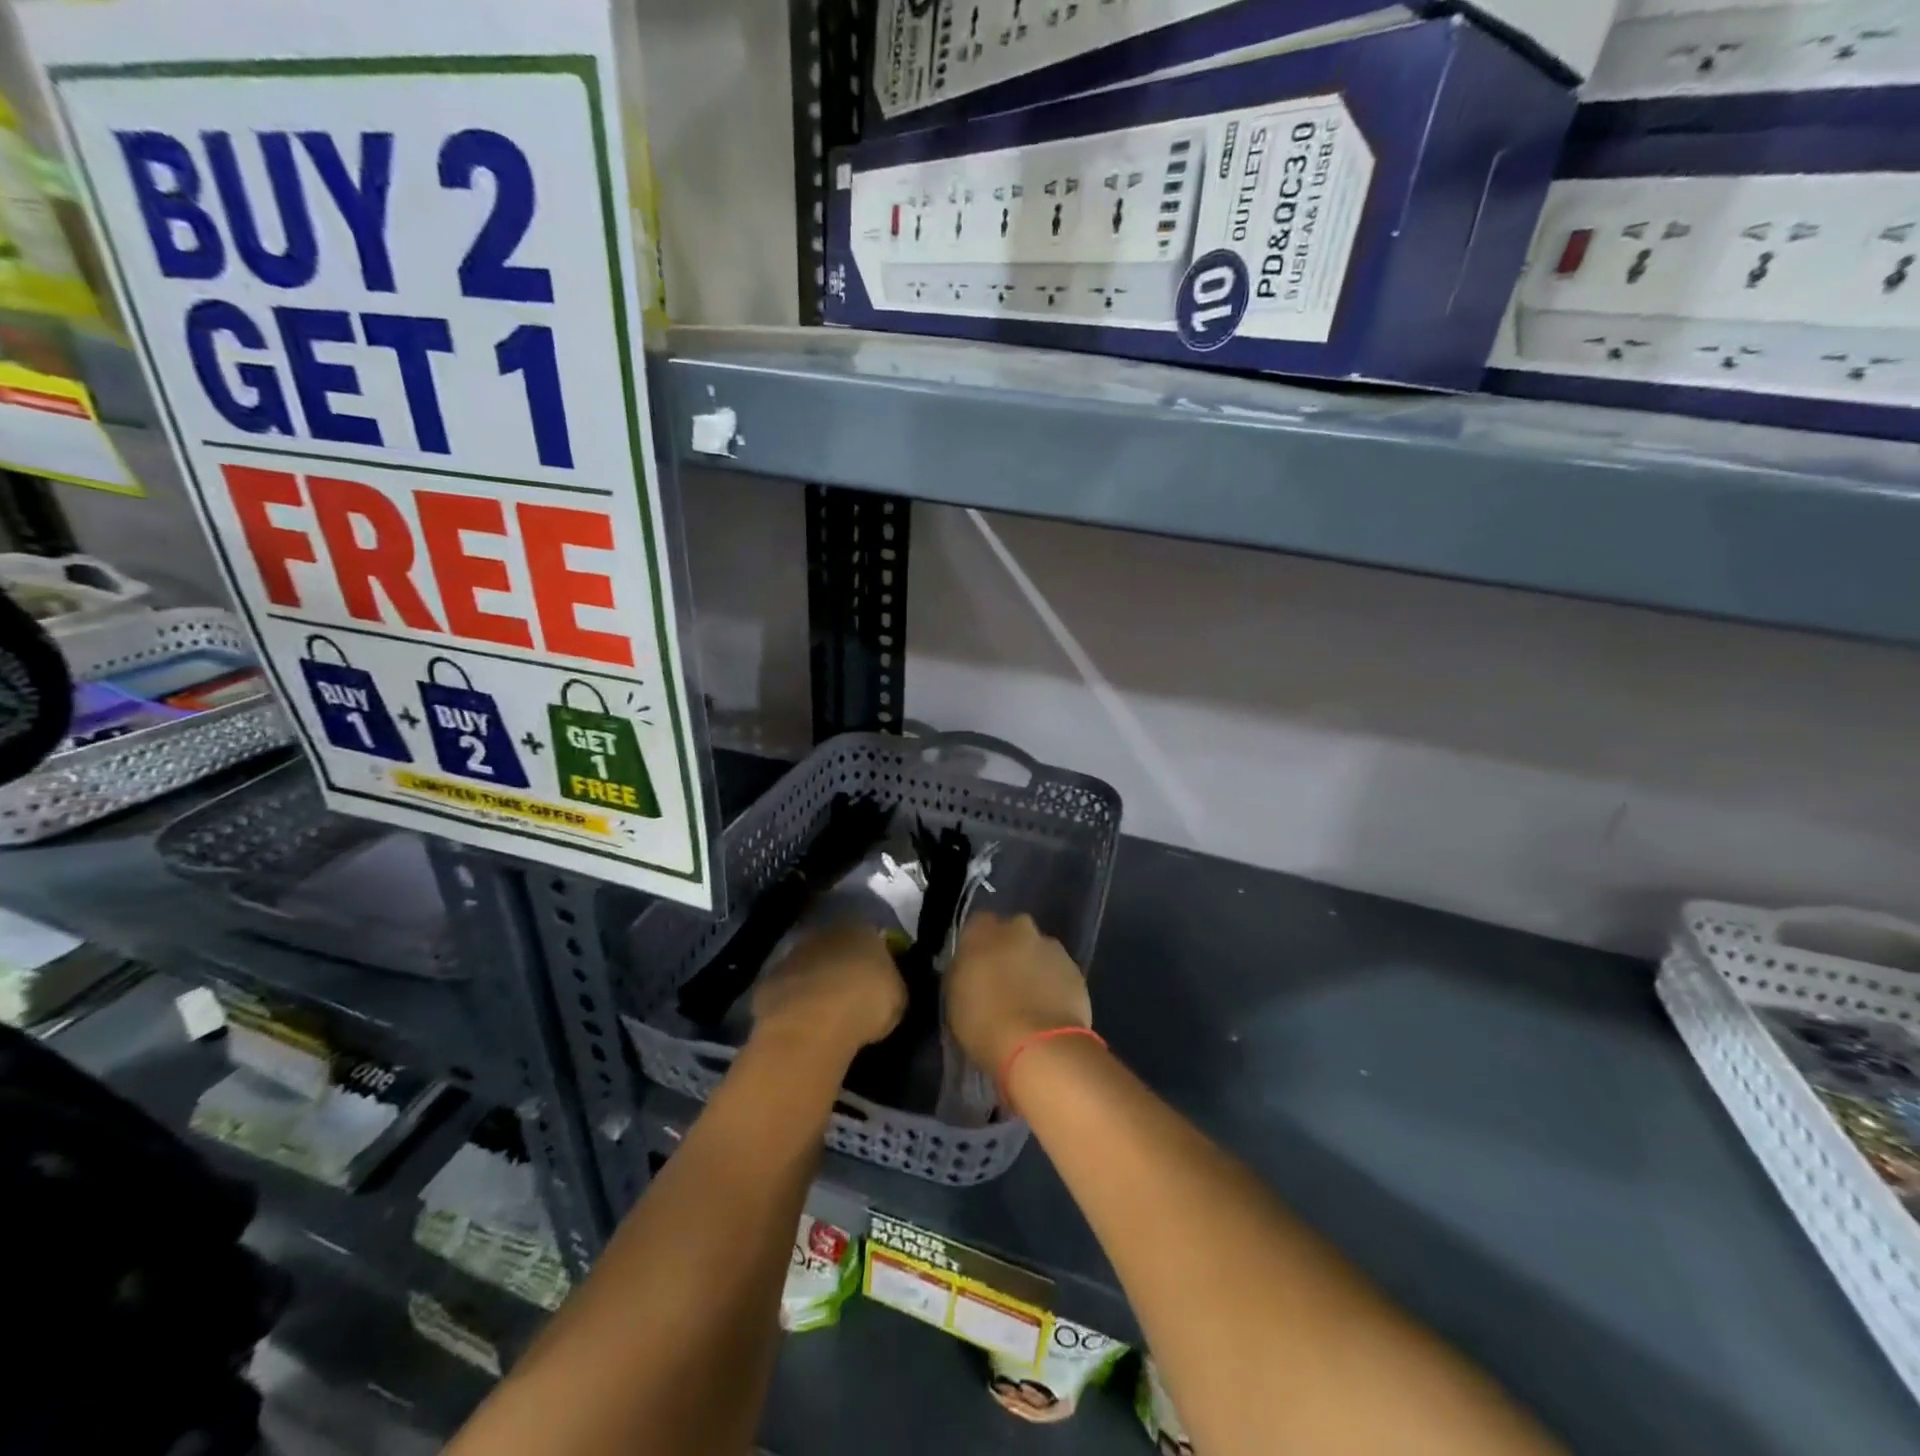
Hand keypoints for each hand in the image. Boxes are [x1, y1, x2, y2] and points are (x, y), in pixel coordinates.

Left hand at [751, 922, 905, 1059]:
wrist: (811, 1022)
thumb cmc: (866, 1003)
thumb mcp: (897, 998)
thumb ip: (892, 985)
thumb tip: (888, 987)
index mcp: (863, 929)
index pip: (872, 935)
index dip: (874, 957)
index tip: (877, 977)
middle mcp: (826, 932)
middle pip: (837, 945)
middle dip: (842, 964)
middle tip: (850, 992)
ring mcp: (793, 953)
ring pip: (809, 964)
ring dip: (815, 980)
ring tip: (823, 1010)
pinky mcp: (768, 979)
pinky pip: (787, 987)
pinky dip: (793, 1000)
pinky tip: (800, 1021)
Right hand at [947, 913, 1091, 1071]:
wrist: (1039, 1047)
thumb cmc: (984, 1023)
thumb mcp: (954, 997)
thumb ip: (963, 971)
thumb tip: (971, 966)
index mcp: (983, 931)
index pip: (978, 924)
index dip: (978, 944)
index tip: (976, 966)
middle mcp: (1019, 928)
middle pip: (1012, 933)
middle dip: (1009, 951)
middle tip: (1002, 982)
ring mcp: (1051, 947)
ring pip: (1038, 951)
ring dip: (1033, 967)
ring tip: (1028, 1002)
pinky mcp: (1076, 970)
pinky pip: (1059, 973)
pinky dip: (1054, 985)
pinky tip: (1048, 1011)